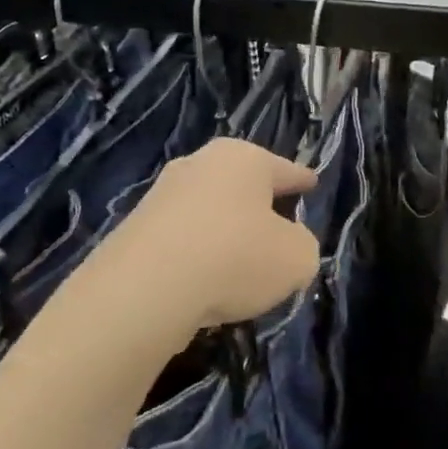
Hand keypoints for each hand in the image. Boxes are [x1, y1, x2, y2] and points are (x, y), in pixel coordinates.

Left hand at [102, 139, 320, 330]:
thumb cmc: (236, 258)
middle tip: (279, 226)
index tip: (312, 183)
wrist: (144, 290)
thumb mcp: (298, 258)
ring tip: (242, 265)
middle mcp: (199, 165)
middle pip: (242, 185)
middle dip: (260, 205)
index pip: (285, 169)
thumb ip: (302, 245)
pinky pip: (183, 239)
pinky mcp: (136, 230)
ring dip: (226, 232)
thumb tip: (286, 242)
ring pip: (210, 212)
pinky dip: (198, 255)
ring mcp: (162, 196)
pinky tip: (206, 282)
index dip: (302, 180)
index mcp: (243, 158)